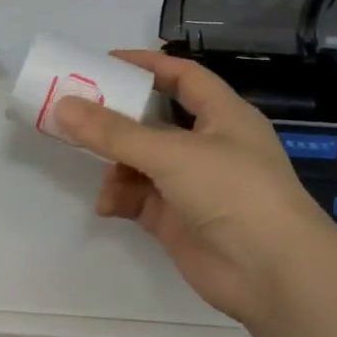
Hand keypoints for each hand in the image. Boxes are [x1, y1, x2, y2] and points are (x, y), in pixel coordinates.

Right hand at [55, 51, 335, 327]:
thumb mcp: (171, 153)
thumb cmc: (232, 192)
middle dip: (118, 120)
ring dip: (117, 165)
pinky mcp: (178, 220)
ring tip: (99, 172)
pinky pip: (140, 199)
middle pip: (154, 121)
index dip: (146, 65)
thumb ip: (114, 132)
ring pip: (142, 162)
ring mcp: (193, 185)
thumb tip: (63, 106)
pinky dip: (122, 198)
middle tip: (77, 114)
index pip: (183, 76)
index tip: (104, 63)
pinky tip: (109, 205)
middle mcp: (208, 146)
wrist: (272, 273)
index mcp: (223, 115)